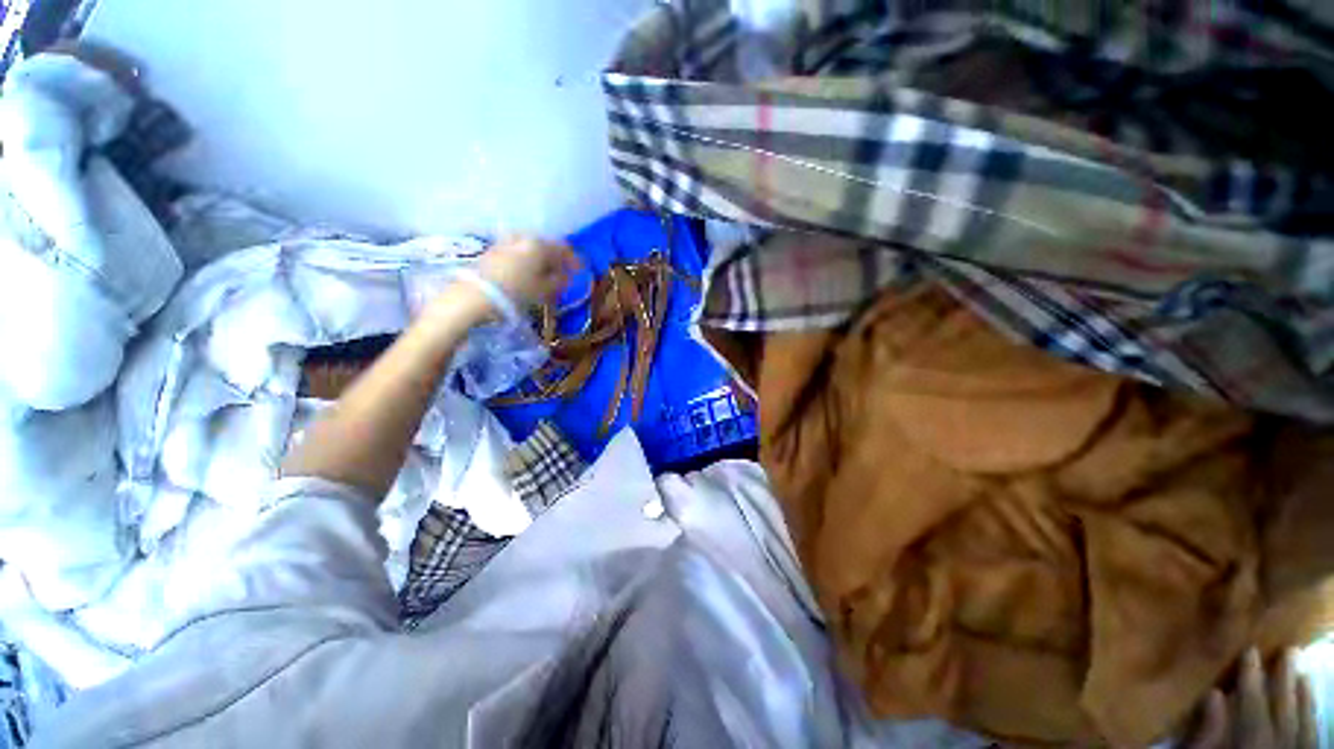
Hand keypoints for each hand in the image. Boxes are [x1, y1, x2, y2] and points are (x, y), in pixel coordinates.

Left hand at [476, 236, 579, 308]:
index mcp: (539, 244)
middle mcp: (523, 237)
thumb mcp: (545, 290)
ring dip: (539, 259)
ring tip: (544, 273)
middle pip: (545, 245)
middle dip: (555, 258)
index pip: (563, 248)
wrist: (477, 294)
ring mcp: (506, 242)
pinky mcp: (492, 251)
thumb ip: (560, 281)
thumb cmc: (517, 291)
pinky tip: (527, 272)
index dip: (574, 260)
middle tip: (563, 272)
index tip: (581, 269)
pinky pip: (517, 252)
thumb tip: (567, 276)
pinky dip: (526, 260)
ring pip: (530, 248)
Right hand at [1185, 648, 1317, 748]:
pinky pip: (1314, 735)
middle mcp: (1278, 748)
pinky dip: (1313, 714)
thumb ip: (1207, 735)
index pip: (1255, 708)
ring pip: (1305, 723)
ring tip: (1301, 670)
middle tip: (1289, 650)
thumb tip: (1214, 694)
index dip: (1252, 680)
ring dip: (1303, 695)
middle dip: (1286, 682)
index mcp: (1251, 746)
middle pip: (1285, 713)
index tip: (1251, 650)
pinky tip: (1311, 698)